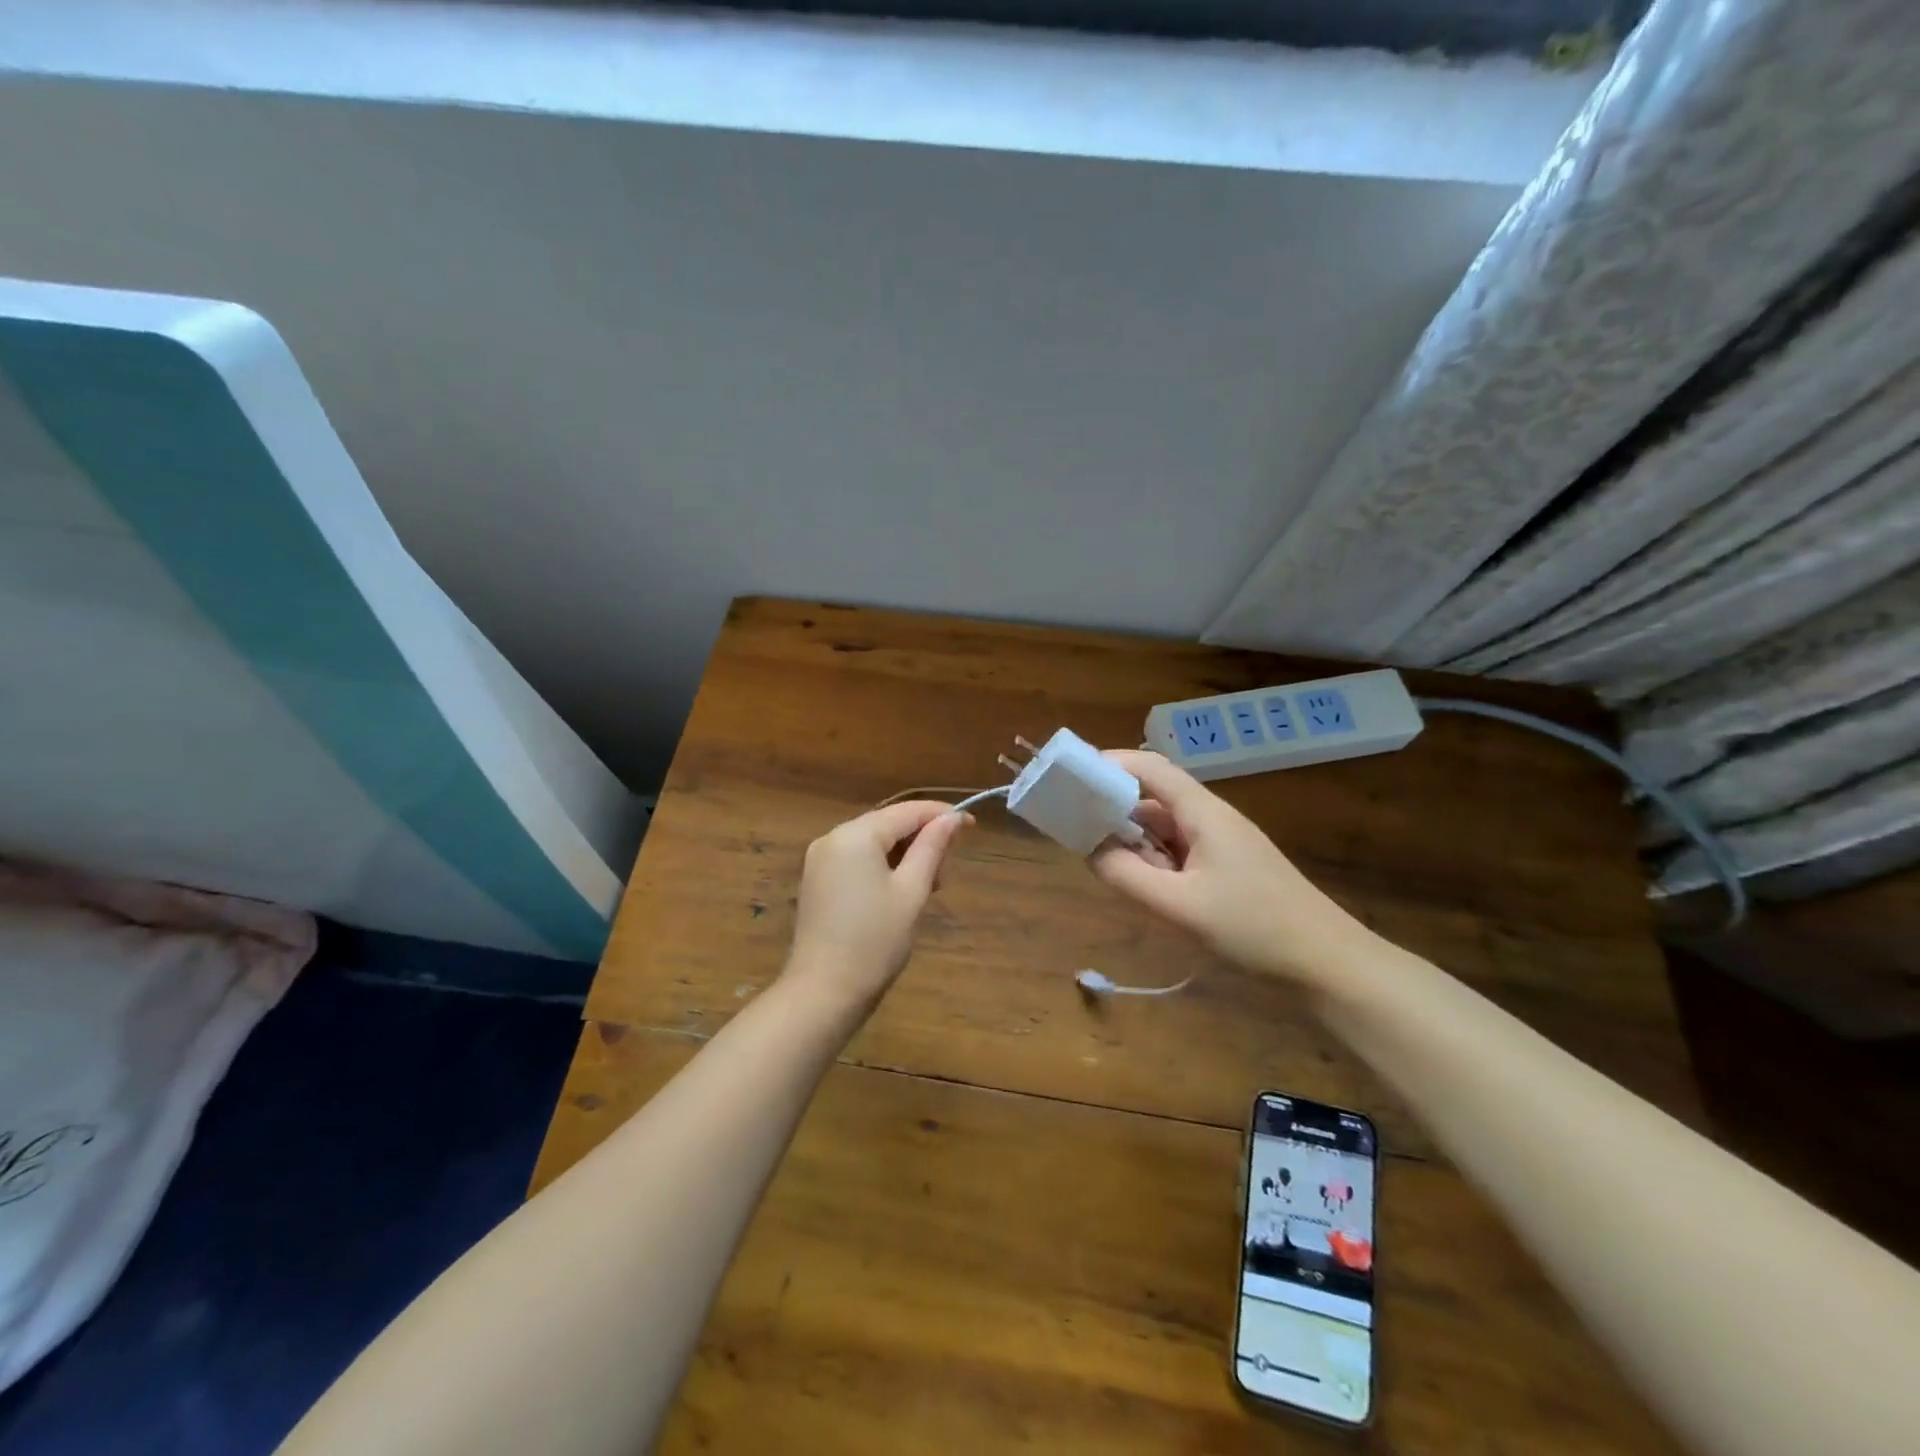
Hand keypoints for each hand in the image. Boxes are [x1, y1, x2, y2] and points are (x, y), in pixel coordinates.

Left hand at [785, 800, 972, 1009]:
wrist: (824, 992)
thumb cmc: (875, 941)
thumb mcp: (912, 891)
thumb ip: (932, 848)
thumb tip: (952, 818)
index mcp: (855, 835)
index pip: (907, 811)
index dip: (941, 815)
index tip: (971, 827)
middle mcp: (832, 838)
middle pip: (888, 824)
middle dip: (921, 840)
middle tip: (946, 873)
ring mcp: (820, 860)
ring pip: (873, 843)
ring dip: (904, 856)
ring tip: (927, 887)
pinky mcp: (817, 881)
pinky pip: (857, 860)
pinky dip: (882, 867)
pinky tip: (899, 892)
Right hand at [1089, 750, 1369, 985]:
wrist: (1328, 965)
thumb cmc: (1254, 928)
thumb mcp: (1179, 906)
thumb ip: (1127, 876)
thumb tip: (1090, 850)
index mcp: (1203, 813)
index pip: (1151, 768)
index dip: (1110, 764)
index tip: (1073, 778)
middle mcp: (1212, 818)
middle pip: (1154, 798)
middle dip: (1114, 810)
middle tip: (1076, 830)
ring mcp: (1223, 844)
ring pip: (1166, 829)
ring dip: (1135, 842)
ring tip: (1104, 864)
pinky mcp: (1229, 869)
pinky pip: (1181, 852)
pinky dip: (1155, 862)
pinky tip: (1144, 887)